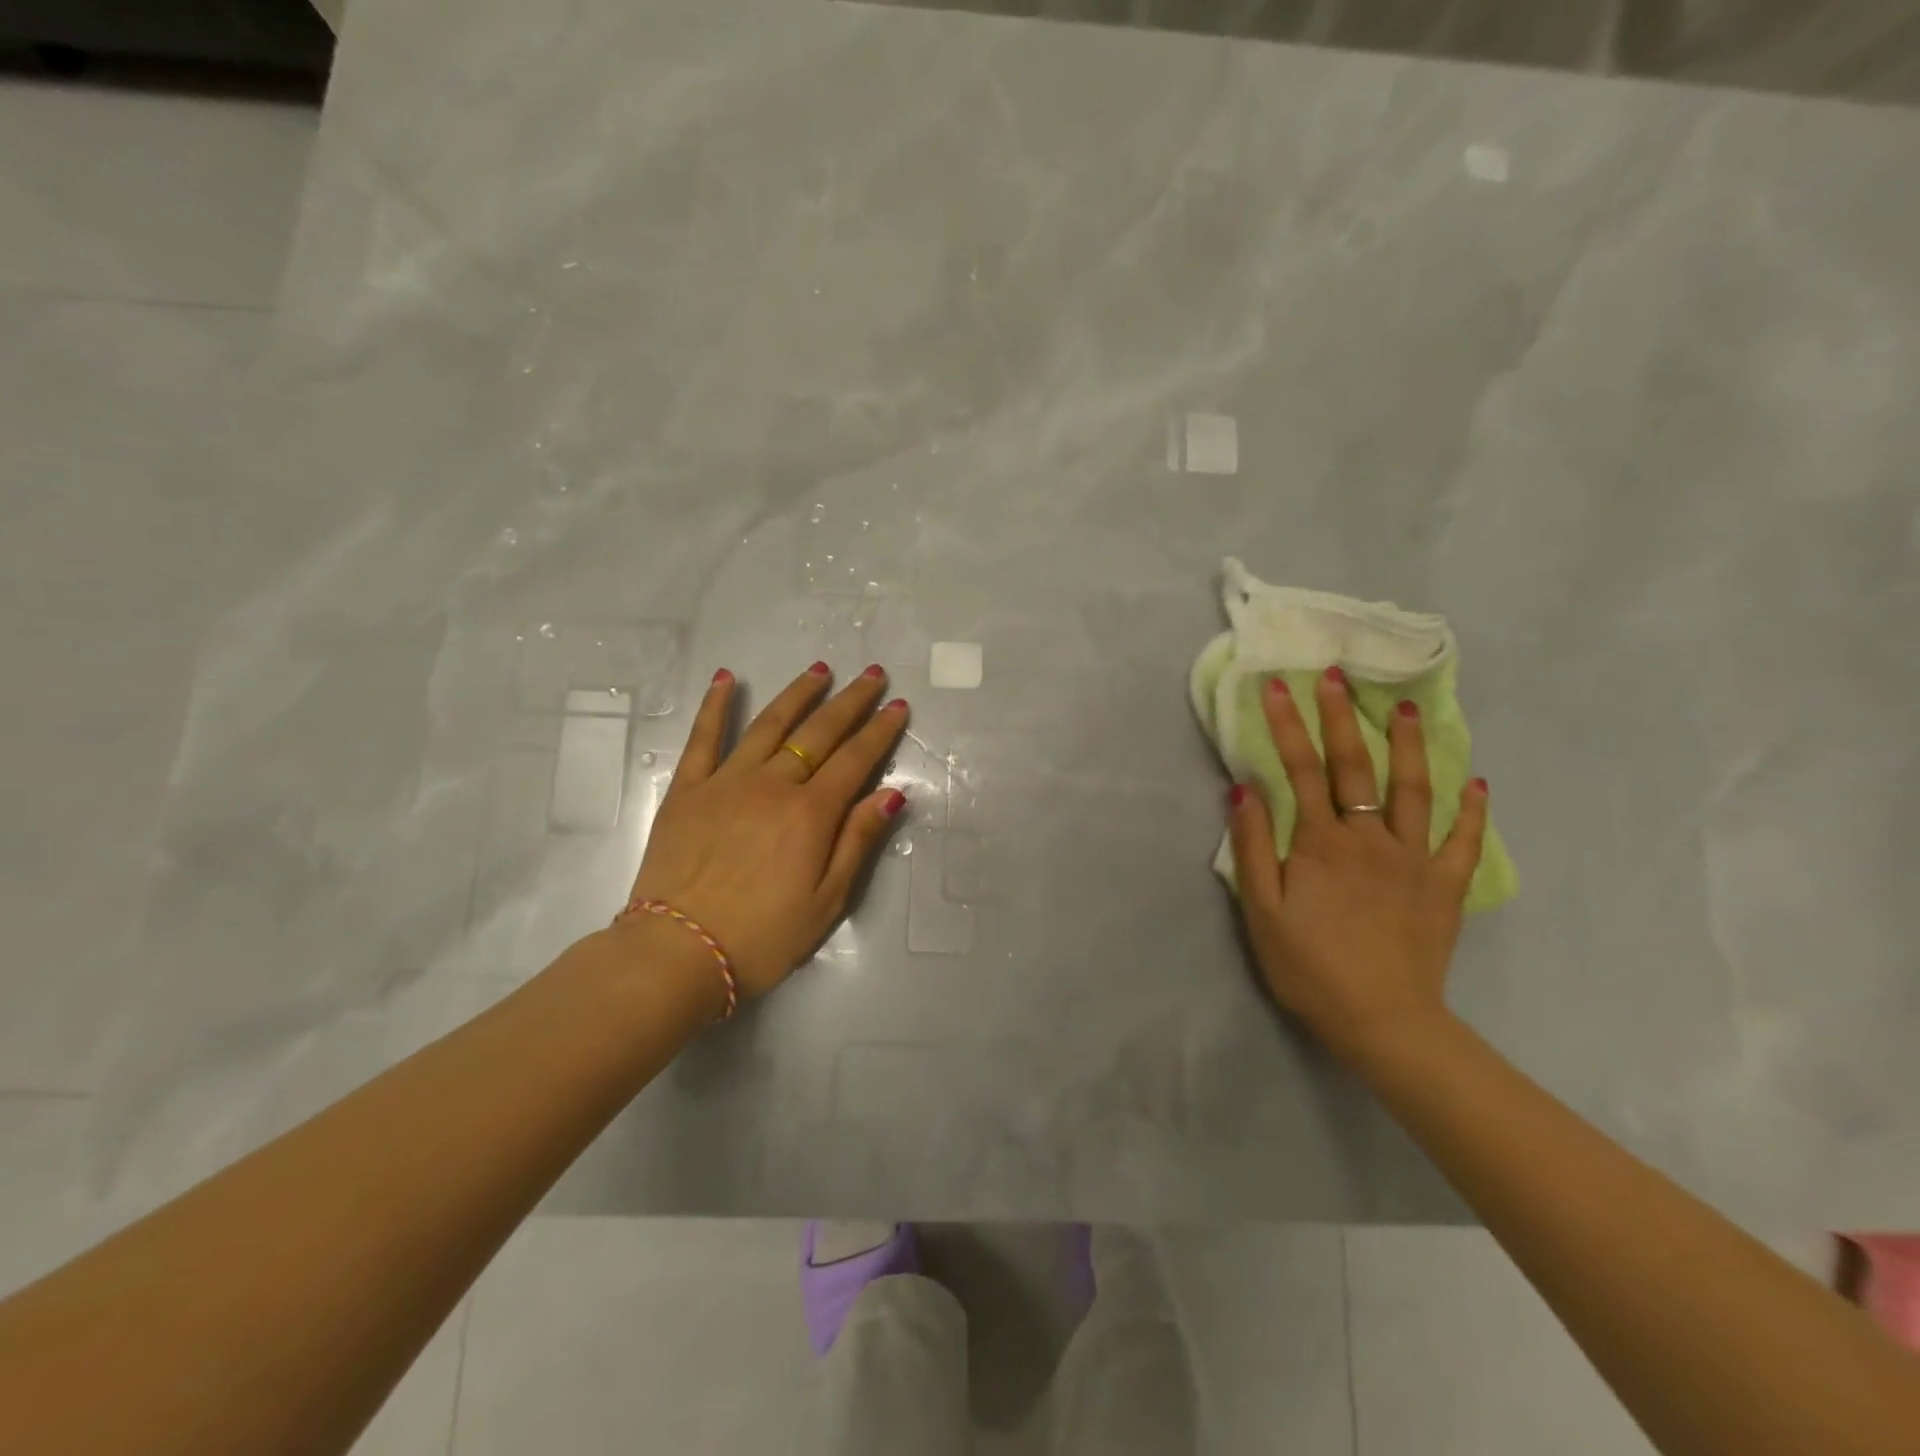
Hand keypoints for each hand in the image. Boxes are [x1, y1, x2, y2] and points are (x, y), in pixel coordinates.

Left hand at [625, 662, 909, 1001]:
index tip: (898, 705)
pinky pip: (703, 738)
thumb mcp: (827, 902)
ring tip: (820, 670)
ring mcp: (726, 782)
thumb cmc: (762, 937)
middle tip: (873, 675)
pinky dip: (716, 705)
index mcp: (811, 814)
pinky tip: (727, 678)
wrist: (677, 954)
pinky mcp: (687, 789)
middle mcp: (772, 785)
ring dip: (798, 694)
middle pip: (819, 733)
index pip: (855, 760)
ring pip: (769, 724)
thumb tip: (891, 793)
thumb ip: (857, 841)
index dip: (880, 731)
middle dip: (850, 701)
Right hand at [1227, 667, 1487, 1066]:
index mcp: (1322, 842)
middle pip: (1355, 766)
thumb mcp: (1261, 911)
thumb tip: (1242, 789)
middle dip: (1340, 715)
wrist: (1382, 1021)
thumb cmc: (1309, 966)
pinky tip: (1476, 784)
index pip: (1299, 769)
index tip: (1277, 685)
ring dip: (1408, 744)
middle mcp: (1370, 838)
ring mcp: (1414, 859)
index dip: (1287, 725)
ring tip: (1404, 706)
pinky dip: (1471, 811)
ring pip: (1414, 790)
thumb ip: (1252, 846)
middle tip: (1336, 673)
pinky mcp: (1444, 886)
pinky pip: (1463, 841)